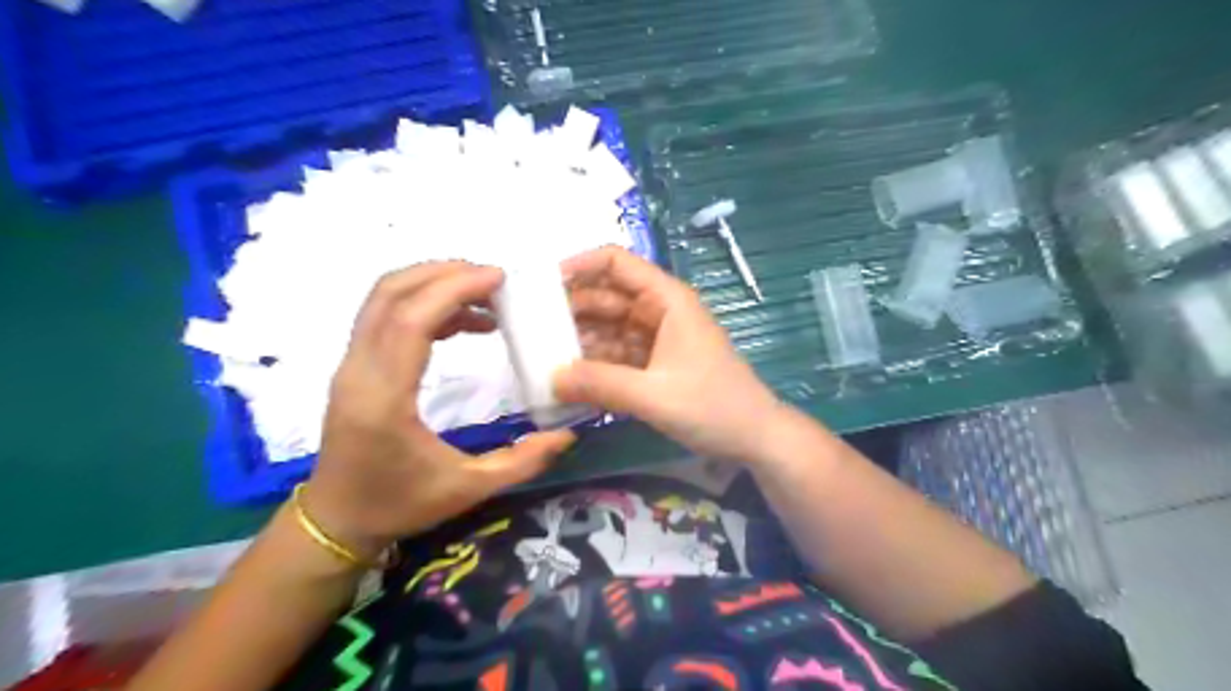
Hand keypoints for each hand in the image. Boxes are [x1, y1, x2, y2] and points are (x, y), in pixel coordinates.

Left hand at [309, 262, 578, 558]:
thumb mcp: (469, 488)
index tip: (498, 278)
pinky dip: (425, 305)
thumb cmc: (399, 504)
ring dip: (433, 284)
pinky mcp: (355, 366)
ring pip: (383, 299)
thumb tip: (567, 433)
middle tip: (495, 279)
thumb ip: (522, 461)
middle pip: (391, 294)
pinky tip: (463, 322)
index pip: (410, 321)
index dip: (454, 289)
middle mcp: (359, 371)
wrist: (336, 520)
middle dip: (444, 274)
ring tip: (484, 295)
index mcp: (384, 398)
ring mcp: (351, 365)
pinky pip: (386, 316)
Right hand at [555, 246, 777, 460]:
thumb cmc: (713, 406)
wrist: (754, 438)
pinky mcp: (654, 363)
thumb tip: (550, 378)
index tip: (541, 287)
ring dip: (578, 340)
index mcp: (666, 300)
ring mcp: (656, 338)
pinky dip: (593, 363)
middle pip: (605, 296)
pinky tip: (568, 379)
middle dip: (569, 309)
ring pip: (607, 327)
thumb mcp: (654, 395)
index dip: (578, 266)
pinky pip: (615, 354)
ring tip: (540, 356)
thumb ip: (601, 384)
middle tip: (529, 329)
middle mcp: (658, 311)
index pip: (616, 263)